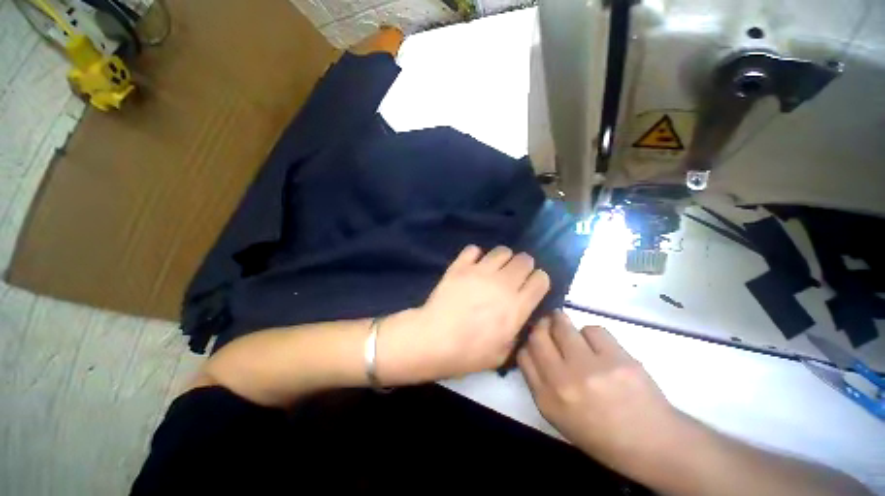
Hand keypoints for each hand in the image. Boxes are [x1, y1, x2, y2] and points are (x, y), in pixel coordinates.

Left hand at [380, 245, 549, 383]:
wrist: (434, 339)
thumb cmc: (468, 352)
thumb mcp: (502, 353)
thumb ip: (517, 331)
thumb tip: (519, 314)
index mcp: (517, 305)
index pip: (541, 279)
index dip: (539, 281)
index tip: (532, 287)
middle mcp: (503, 283)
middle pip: (525, 260)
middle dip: (524, 266)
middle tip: (513, 276)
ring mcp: (480, 271)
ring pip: (503, 251)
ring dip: (503, 258)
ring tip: (494, 268)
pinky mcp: (460, 266)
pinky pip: (474, 249)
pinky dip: (476, 255)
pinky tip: (473, 265)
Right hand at [518, 312, 683, 472]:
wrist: (652, 443)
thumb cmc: (600, 432)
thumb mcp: (558, 416)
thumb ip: (539, 382)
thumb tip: (532, 348)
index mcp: (547, 400)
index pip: (523, 355)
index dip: (527, 342)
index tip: (535, 339)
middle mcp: (563, 382)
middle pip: (538, 335)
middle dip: (540, 325)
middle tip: (547, 322)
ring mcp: (591, 369)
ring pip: (563, 326)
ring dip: (561, 321)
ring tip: (567, 325)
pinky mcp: (618, 359)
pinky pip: (592, 329)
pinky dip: (591, 333)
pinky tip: (599, 346)